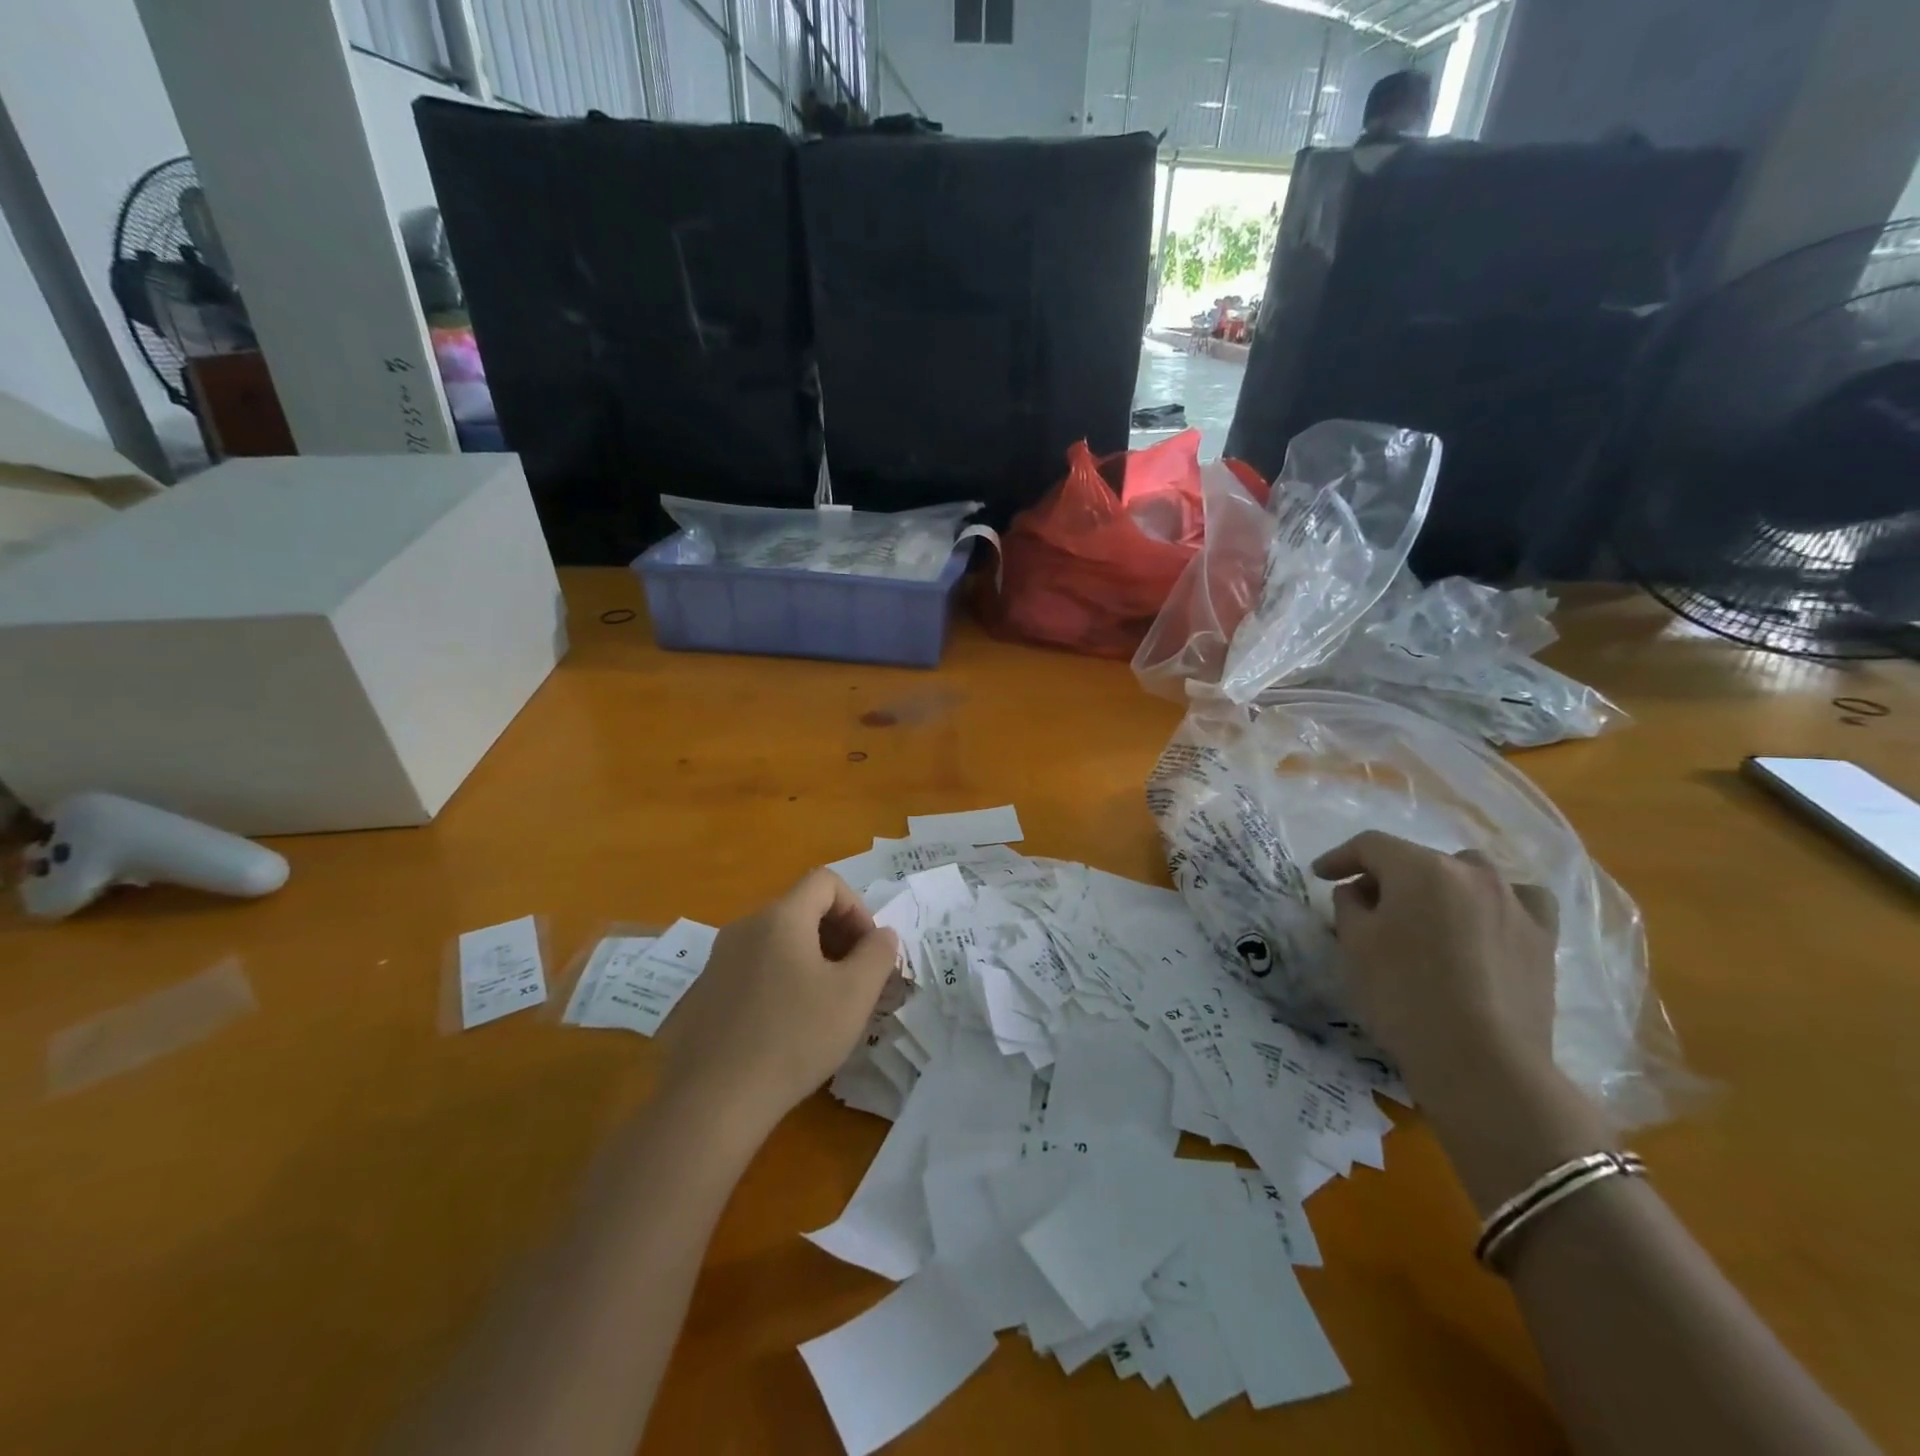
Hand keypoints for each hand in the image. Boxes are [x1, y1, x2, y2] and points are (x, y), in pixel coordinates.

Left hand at [658, 869, 899, 1136]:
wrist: (711, 1102)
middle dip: (838, 935)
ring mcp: (719, 960)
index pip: (825, 881)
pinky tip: (787, 1028)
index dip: (856, 907)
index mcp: (780, 918)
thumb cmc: (793, 1038)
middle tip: (856, 979)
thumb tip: (881, 935)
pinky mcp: (704, 993)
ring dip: (811, 959)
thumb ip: (877, 954)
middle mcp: (745, 927)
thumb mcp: (854, 996)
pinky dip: (781, 980)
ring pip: (777, 941)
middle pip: (801, 909)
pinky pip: (754, 969)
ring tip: (826, 1006)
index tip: (868, 949)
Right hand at [1311, 831, 1559, 1123]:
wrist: (1481, 1061)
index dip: (1340, 857)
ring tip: (1424, 914)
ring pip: (1468, 874)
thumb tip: (1359, 892)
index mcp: (1421, 868)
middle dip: (1387, 876)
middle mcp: (1471, 873)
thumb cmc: (1403, 994)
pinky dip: (1496, 903)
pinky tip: (1485, 921)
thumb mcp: (1354, 944)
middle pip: (1418, 859)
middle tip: (1365, 905)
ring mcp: (1513, 903)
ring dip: (1439, 886)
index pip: (1370, 846)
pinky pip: (1518, 902)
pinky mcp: (1542, 938)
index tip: (1320, 875)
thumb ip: (1349, 904)